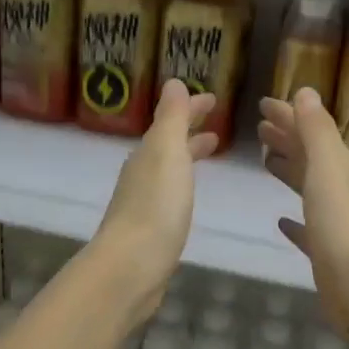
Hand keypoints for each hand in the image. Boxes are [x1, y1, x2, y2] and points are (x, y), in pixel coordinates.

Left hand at [92, 80, 218, 326]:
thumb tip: (171, 81)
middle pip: (168, 144)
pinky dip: (183, 183)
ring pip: (169, 169)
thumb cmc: (155, 207)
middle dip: (190, 131)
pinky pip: (170, 194)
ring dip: (188, 156)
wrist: (131, 268)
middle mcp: (142, 174)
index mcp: (148, 154)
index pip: (171, 122)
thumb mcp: (167, 153)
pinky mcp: (150, 230)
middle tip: (217, 126)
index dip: (191, 109)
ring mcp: (144, 203)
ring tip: (210, 152)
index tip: (213, 100)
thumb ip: (171, 118)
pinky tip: (189, 196)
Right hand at [257, 88, 348, 339]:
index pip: (311, 131)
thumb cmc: (344, 225)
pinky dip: (295, 222)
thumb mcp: (328, 168)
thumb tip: (306, 92)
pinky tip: (281, 221)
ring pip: (309, 189)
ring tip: (266, 162)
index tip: (262, 104)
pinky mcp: (328, 254)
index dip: (288, 116)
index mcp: (342, 167)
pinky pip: (308, 230)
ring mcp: (337, 223)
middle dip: (287, 139)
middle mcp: (342, 190)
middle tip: (260, 128)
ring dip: (290, 172)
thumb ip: (317, 131)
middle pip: (311, 157)